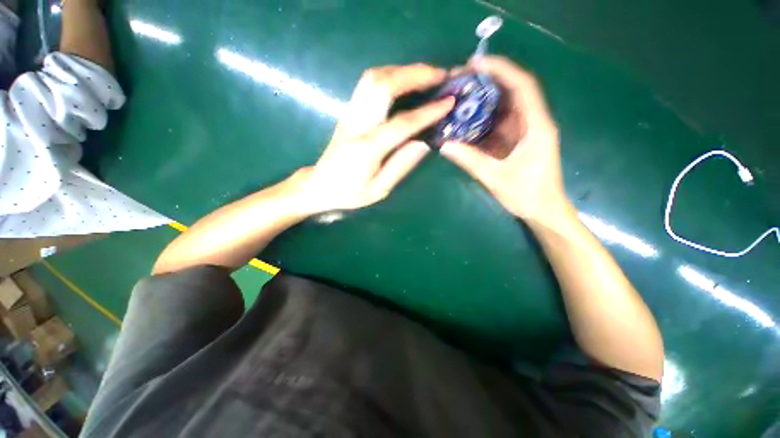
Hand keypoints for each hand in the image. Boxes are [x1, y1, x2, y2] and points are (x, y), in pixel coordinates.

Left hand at [295, 64, 453, 213]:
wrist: (320, 186)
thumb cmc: (350, 193)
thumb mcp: (379, 189)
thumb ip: (401, 166)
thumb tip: (424, 144)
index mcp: (367, 149)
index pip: (402, 123)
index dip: (427, 112)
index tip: (448, 102)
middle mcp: (357, 125)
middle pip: (383, 85)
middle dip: (415, 74)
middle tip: (440, 75)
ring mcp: (350, 114)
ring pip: (373, 78)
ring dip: (402, 70)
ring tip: (425, 74)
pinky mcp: (348, 112)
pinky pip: (368, 84)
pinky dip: (389, 75)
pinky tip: (403, 81)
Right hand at [440, 56, 567, 223]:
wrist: (542, 210)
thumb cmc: (526, 195)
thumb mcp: (496, 178)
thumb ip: (470, 161)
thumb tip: (444, 145)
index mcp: (536, 126)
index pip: (522, 86)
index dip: (501, 70)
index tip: (476, 63)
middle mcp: (532, 122)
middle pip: (512, 91)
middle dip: (488, 81)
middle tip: (460, 79)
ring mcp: (524, 131)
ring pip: (504, 106)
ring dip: (483, 98)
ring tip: (459, 94)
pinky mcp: (516, 141)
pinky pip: (498, 123)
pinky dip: (482, 118)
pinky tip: (466, 118)